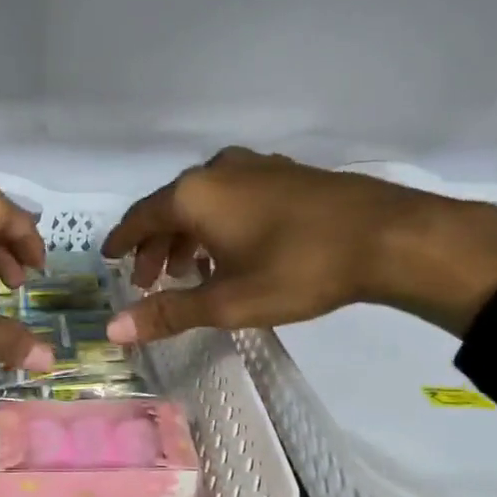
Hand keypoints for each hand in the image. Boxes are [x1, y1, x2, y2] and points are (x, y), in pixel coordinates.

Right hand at [100, 148, 496, 341]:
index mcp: (193, 195)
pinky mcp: (285, 173)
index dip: (122, 241)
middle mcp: (217, 171)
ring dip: (188, 236)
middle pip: (170, 208)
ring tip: (191, 272)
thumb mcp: (227, 301)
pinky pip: (233, 196)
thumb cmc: (297, 269)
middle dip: (156, 246)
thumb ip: (168, 313)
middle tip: (151, 281)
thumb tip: (113, 329)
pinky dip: (218, 222)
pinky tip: (233, 250)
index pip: (140, 217)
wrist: (388, 237)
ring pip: (203, 201)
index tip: (108, 257)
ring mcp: (255, 167)